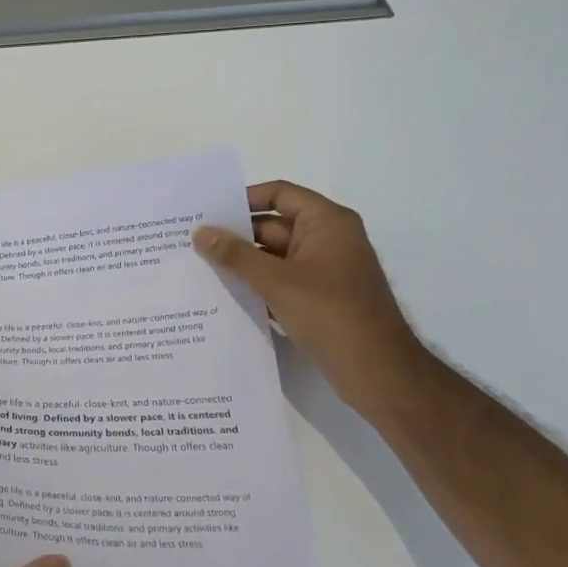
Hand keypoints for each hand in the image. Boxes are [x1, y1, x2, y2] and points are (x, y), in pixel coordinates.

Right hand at [193, 180, 427, 410]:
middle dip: (234, 236)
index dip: (243, 199)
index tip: (207, 211)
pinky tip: (219, 296)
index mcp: (326, 223)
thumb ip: (235, 255)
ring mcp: (321, 272)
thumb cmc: (332, 314)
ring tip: (196, 267)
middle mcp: (326, 240)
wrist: (378, 372)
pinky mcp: (315, 300)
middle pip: (271, 227)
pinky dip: (253, 286)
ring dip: (240, 264)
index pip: (280, 194)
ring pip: (271, 258)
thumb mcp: (277, 281)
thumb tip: (200, 232)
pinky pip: (277, 283)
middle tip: (189, 241)